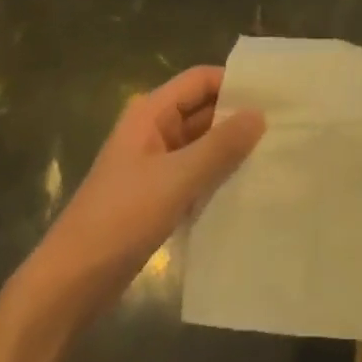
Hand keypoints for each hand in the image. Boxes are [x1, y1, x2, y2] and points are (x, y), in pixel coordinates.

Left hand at [22, 68, 263, 325]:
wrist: (72, 281)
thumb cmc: (121, 218)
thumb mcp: (176, 179)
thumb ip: (220, 146)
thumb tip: (260, 114)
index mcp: (150, 113)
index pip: (200, 80)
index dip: (236, 83)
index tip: (277, 96)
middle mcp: (153, 130)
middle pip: (203, 109)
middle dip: (240, 116)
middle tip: (288, 126)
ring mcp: (156, 164)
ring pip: (203, 143)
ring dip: (233, 147)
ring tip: (278, 153)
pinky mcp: (159, 193)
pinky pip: (197, 172)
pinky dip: (220, 174)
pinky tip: (251, 184)